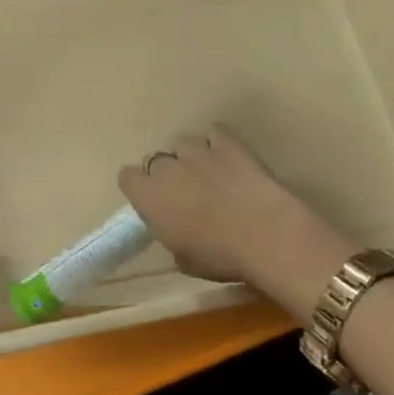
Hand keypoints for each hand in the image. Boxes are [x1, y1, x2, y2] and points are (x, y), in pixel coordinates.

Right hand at [118, 126, 351, 319]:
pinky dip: (218, 143)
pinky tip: (228, 158)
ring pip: (183, 144)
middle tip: (186, 195)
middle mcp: (167, 168)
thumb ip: (172, 238)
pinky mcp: (228, 143)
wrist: (266, 235)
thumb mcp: (185, 261)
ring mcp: (198, 151)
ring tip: (209, 174)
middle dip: (167, 174)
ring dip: (191, 158)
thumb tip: (178, 231)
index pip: (127, 177)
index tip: (153, 202)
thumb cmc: (220, 257)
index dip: (139, 188)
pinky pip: (214, 133)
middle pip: (156, 161)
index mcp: (149, 197)